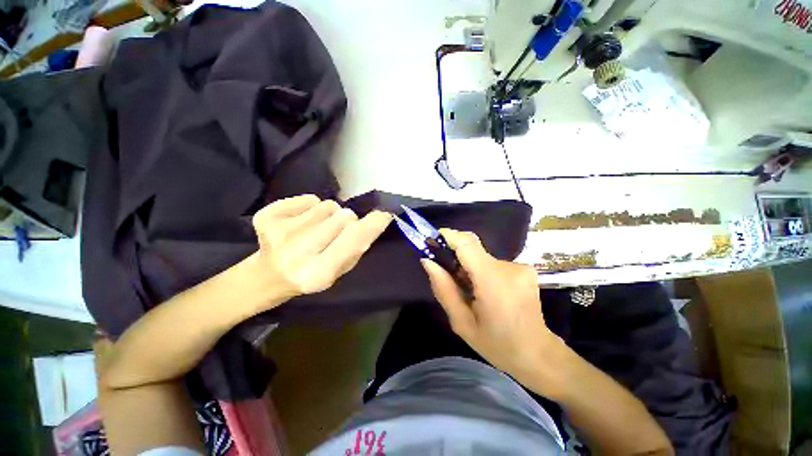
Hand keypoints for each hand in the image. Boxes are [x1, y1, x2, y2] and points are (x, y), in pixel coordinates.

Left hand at [252, 194, 391, 298]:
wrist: (270, 275)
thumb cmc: (313, 273)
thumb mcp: (341, 269)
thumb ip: (358, 246)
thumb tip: (376, 219)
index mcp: (319, 272)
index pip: (354, 240)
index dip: (372, 225)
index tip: (383, 215)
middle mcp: (298, 252)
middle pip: (344, 216)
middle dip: (347, 221)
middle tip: (336, 233)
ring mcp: (279, 231)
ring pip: (328, 205)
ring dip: (329, 215)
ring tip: (317, 229)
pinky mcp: (266, 216)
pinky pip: (310, 199)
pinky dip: (311, 207)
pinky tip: (301, 222)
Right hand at [421, 229, 558, 378]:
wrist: (538, 354)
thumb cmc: (497, 344)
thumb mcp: (461, 322)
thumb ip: (443, 289)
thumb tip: (428, 262)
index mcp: (492, 281)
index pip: (467, 244)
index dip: (448, 236)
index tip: (432, 238)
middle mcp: (509, 267)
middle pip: (473, 247)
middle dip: (455, 254)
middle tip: (445, 272)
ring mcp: (520, 267)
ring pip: (482, 257)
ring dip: (470, 267)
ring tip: (468, 290)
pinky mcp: (525, 269)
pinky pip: (494, 263)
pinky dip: (483, 271)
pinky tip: (485, 292)